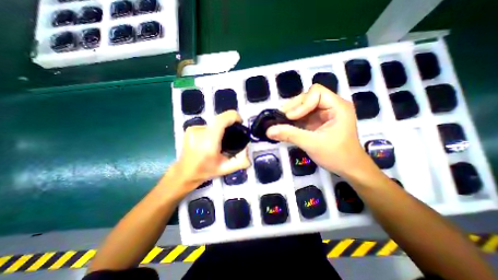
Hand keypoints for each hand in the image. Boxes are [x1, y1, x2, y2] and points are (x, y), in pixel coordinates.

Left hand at [171, 111, 250, 195]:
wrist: (184, 173)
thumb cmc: (205, 171)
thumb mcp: (226, 169)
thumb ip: (241, 161)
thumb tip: (248, 149)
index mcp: (209, 142)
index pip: (222, 120)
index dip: (233, 117)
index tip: (240, 123)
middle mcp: (200, 132)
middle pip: (220, 120)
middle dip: (229, 125)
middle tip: (231, 137)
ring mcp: (193, 129)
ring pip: (214, 123)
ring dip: (220, 130)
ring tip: (219, 142)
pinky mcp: (190, 129)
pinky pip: (207, 126)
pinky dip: (212, 131)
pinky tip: (209, 141)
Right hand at [269, 83, 368, 176]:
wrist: (349, 168)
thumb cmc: (336, 155)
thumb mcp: (312, 144)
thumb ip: (290, 135)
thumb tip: (269, 131)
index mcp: (337, 107)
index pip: (316, 92)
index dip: (301, 103)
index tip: (290, 118)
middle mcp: (331, 106)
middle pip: (308, 97)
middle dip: (294, 107)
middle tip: (281, 118)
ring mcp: (324, 113)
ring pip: (304, 106)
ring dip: (292, 113)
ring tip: (281, 122)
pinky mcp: (318, 121)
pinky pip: (303, 115)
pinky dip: (294, 120)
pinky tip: (287, 126)